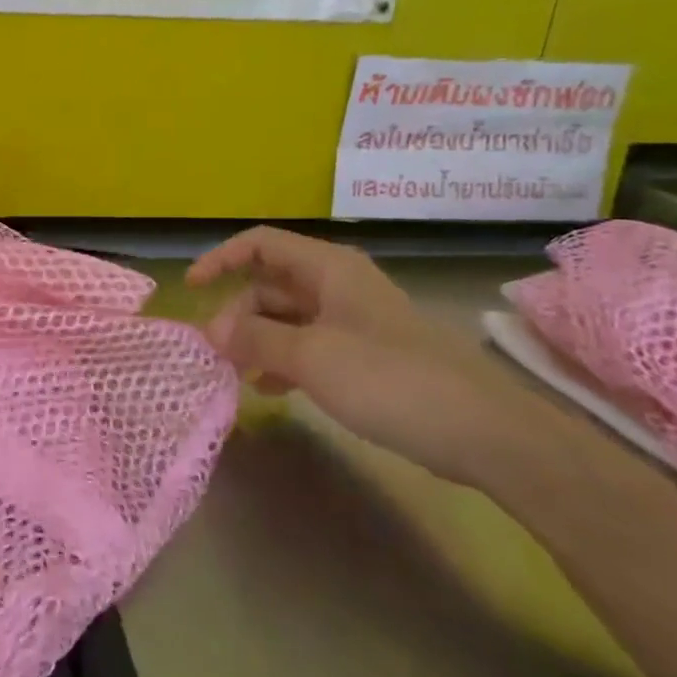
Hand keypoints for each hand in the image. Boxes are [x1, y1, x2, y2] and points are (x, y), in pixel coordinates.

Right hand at [188, 227, 522, 484]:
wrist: (485, 432)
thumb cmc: (391, 379)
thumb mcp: (312, 356)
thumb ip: (255, 338)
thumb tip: (211, 330)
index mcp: (328, 269)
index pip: (260, 244)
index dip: (221, 259)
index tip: (191, 289)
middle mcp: (338, 286)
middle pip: (270, 284)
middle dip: (238, 313)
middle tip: (217, 352)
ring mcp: (353, 321)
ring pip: (288, 318)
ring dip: (257, 339)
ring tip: (236, 373)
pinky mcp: (366, 356)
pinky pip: (309, 346)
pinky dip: (283, 360)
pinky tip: (270, 389)